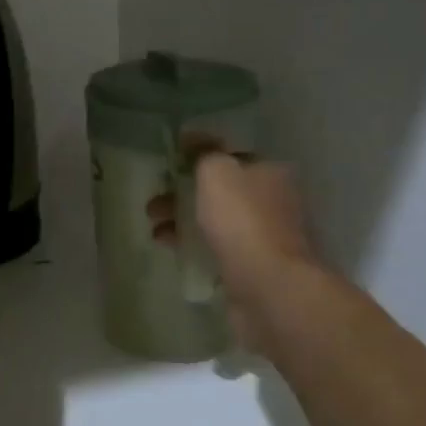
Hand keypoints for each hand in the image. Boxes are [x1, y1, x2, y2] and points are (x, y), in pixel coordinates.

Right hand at [148, 143, 320, 353]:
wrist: (269, 288)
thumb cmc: (242, 221)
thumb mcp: (217, 172)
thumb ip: (203, 152)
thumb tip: (192, 137)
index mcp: (269, 173)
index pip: (229, 157)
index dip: (197, 160)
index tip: (168, 169)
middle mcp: (271, 202)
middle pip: (219, 191)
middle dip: (182, 194)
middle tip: (153, 204)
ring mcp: (264, 238)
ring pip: (215, 221)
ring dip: (182, 221)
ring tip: (155, 230)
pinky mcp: (253, 268)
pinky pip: (216, 249)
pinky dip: (192, 246)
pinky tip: (171, 249)